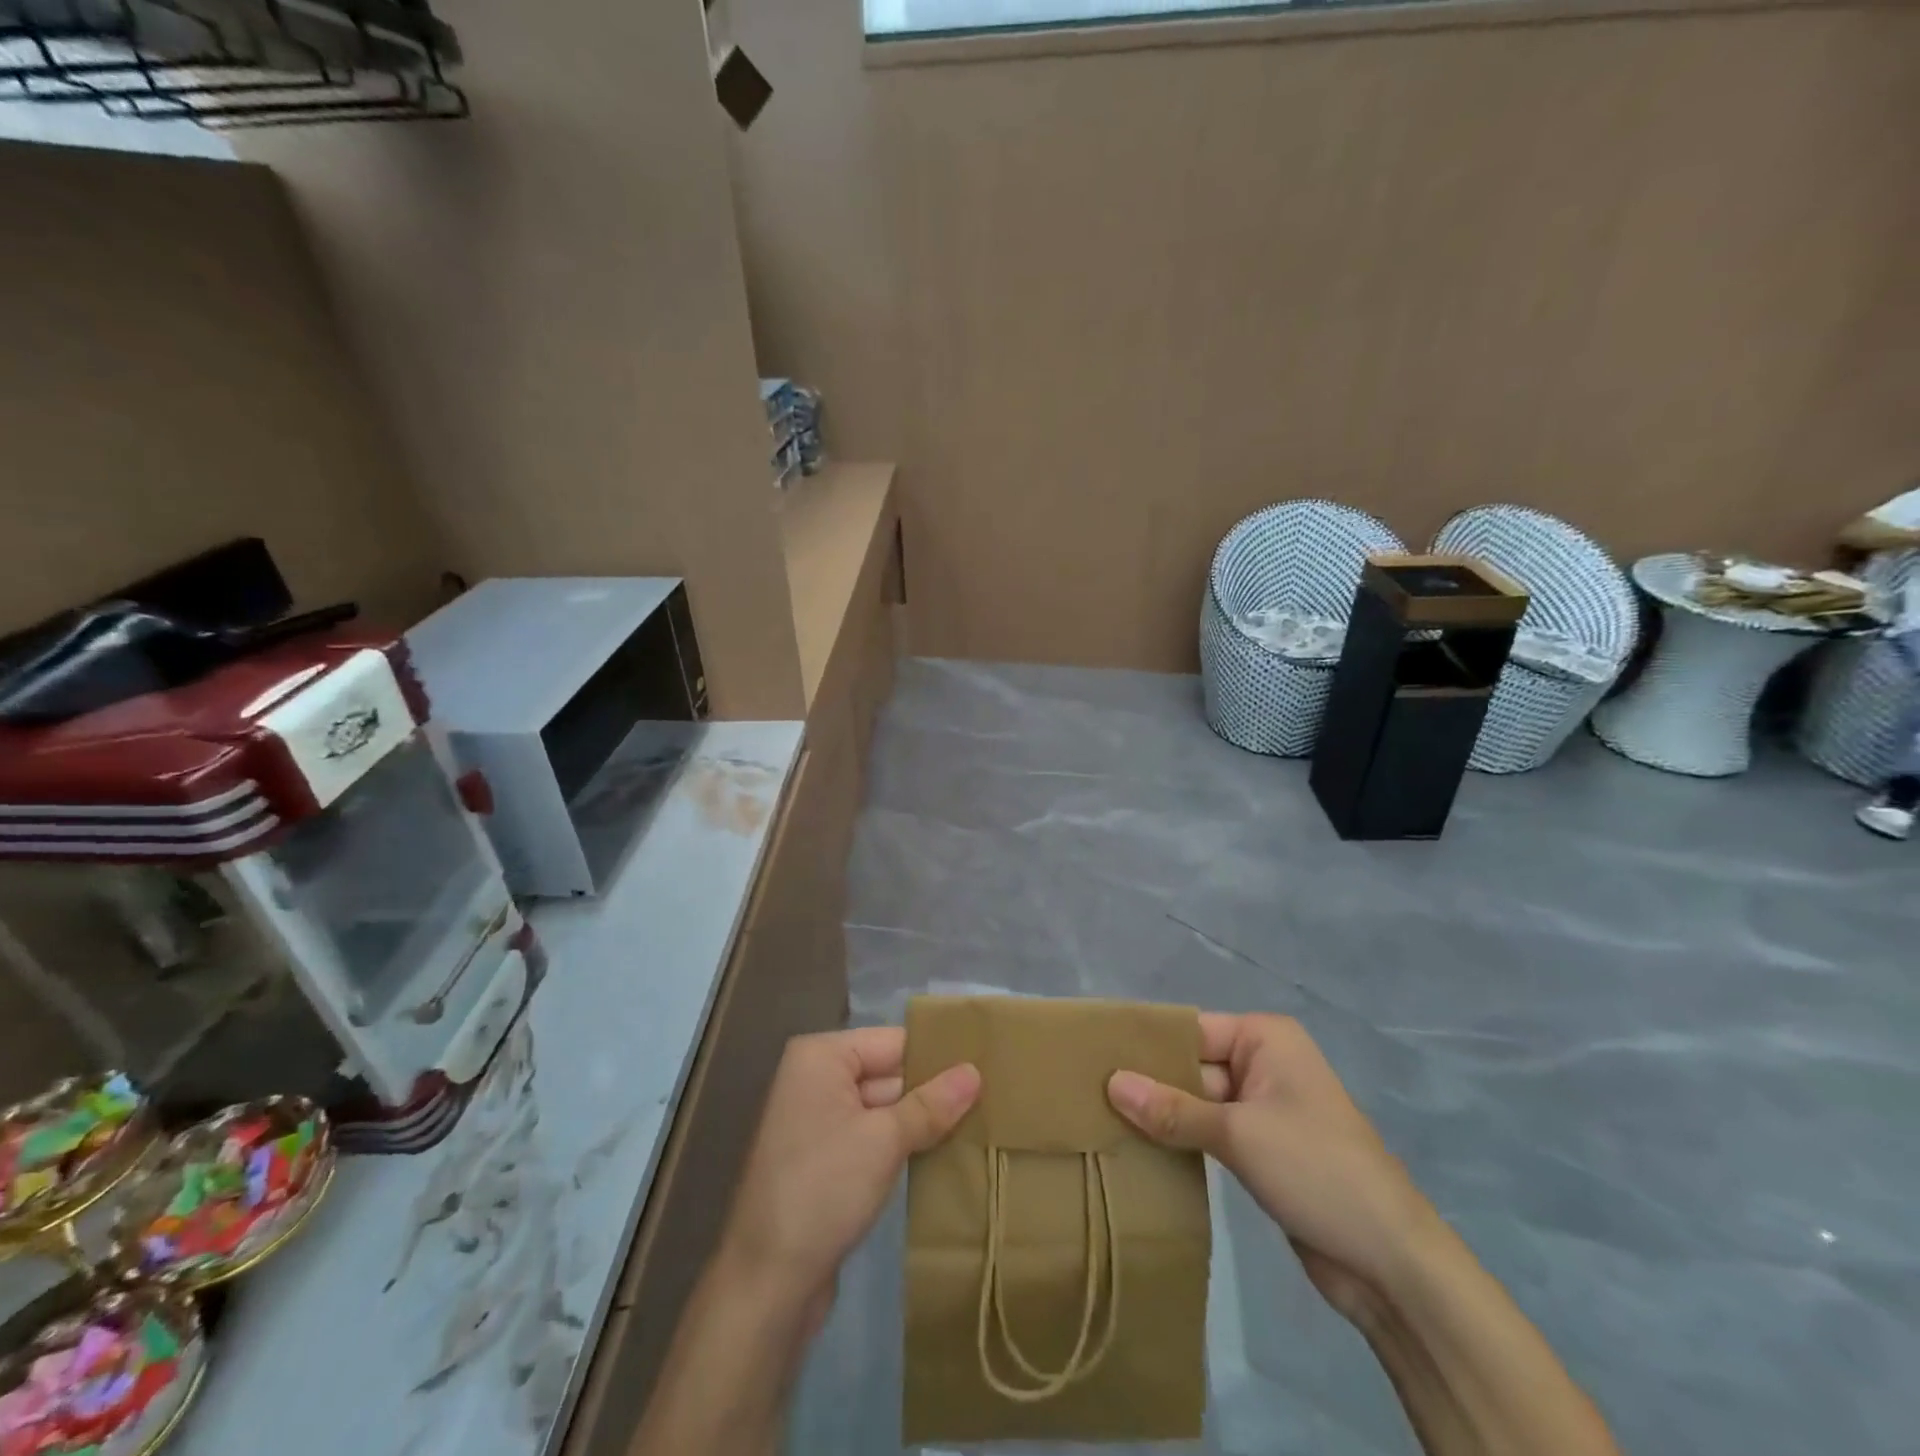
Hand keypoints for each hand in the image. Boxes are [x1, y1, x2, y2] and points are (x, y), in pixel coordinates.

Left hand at [720, 1027, 980, 1304]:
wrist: (766, 1284)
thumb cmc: (823, 1190)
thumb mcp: (884, 1140)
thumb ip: (931, 1104)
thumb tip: (975, 1073)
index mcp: (821, 1056)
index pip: (894, 1042)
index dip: (938, 1055)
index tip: (988, 1064)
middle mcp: (815, 1078)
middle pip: (889, 1072)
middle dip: (934, 1090)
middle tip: (993, 1098)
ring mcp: (818, 1121)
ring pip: (884, 1108)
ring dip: (923, 1121)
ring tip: (981, 1125)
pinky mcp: (825, 1160)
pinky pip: (873, 1137)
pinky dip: (903, 1145)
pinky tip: (945, 1155)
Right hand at [1108, 1013, 1436, 1324]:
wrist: (1390, 1263)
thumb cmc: (1317, 1170)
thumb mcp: (1238, 1133)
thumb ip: (1172, 1110)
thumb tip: (1110, 1082)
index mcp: (1265, 1039)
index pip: (1191, 1029)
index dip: (1146, 1043)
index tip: (1093, 1055)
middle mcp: (1263, 1063)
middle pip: (1192, 1064)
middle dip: (1148, 1082)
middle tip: (1087, 1092)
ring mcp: (1263, 1109)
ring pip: (1197, 1101)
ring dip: (1161, 1114)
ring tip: (1100, 1119)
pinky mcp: (1261, 1150)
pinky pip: (1209, 1133)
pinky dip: (1180, 1140)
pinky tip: (1137, 1148)